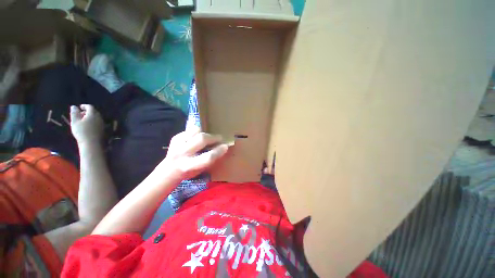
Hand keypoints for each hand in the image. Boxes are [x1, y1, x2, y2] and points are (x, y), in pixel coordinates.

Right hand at [70, 104, 103, 144]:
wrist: (92, 143)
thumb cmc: (82, 131)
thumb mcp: (75, 121)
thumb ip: (74, 113)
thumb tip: (74, 106)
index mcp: (93, 114)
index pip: (90, 107)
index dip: (84, 106)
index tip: (79, 107)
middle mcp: (99, 118)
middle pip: (94, 112)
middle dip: (87, 111)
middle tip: (80, 114)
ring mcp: (102, 123)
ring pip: (96, 117)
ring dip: (90, 117)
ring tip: (82, 120)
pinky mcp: (103, 129)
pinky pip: (97, 122)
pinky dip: (92, 121)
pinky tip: (87, 126)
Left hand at [157, 127, 228, 181]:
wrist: (169, 169)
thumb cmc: (189, 171)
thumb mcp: (201, 170)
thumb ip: (211, 159)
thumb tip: (223, 147)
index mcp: (189, 165)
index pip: (208, 157)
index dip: (218, 151)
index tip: (225, 146)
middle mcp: (182, 153)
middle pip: (201, 139)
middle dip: (213, 137)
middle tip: (219, 138)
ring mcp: (177, 144)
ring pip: (196, 131)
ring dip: (205, 133)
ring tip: (208, 137)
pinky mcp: (175, 137)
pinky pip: (190, 130)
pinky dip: (197, 132)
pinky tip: (197, 138)